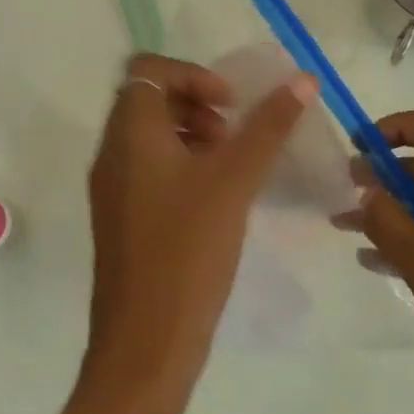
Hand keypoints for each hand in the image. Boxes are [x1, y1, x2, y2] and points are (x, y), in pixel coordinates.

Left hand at [83, 54, 315, 413]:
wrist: (144, 344)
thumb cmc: (187, 252)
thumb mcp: (233, 182)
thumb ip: (268, 127)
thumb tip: (302, 80)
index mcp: (129, 134)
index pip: (148, 69)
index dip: (192, 75)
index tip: (230, 106)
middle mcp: (112, 154)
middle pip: (148, 100)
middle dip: (195, 105)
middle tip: (232, 136)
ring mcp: (112, 189)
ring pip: (149, 137)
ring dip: (191, 136)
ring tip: (230, 168)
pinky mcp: (121, 220)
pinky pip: (148, 171)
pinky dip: (181, 167)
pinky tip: (216, 201)